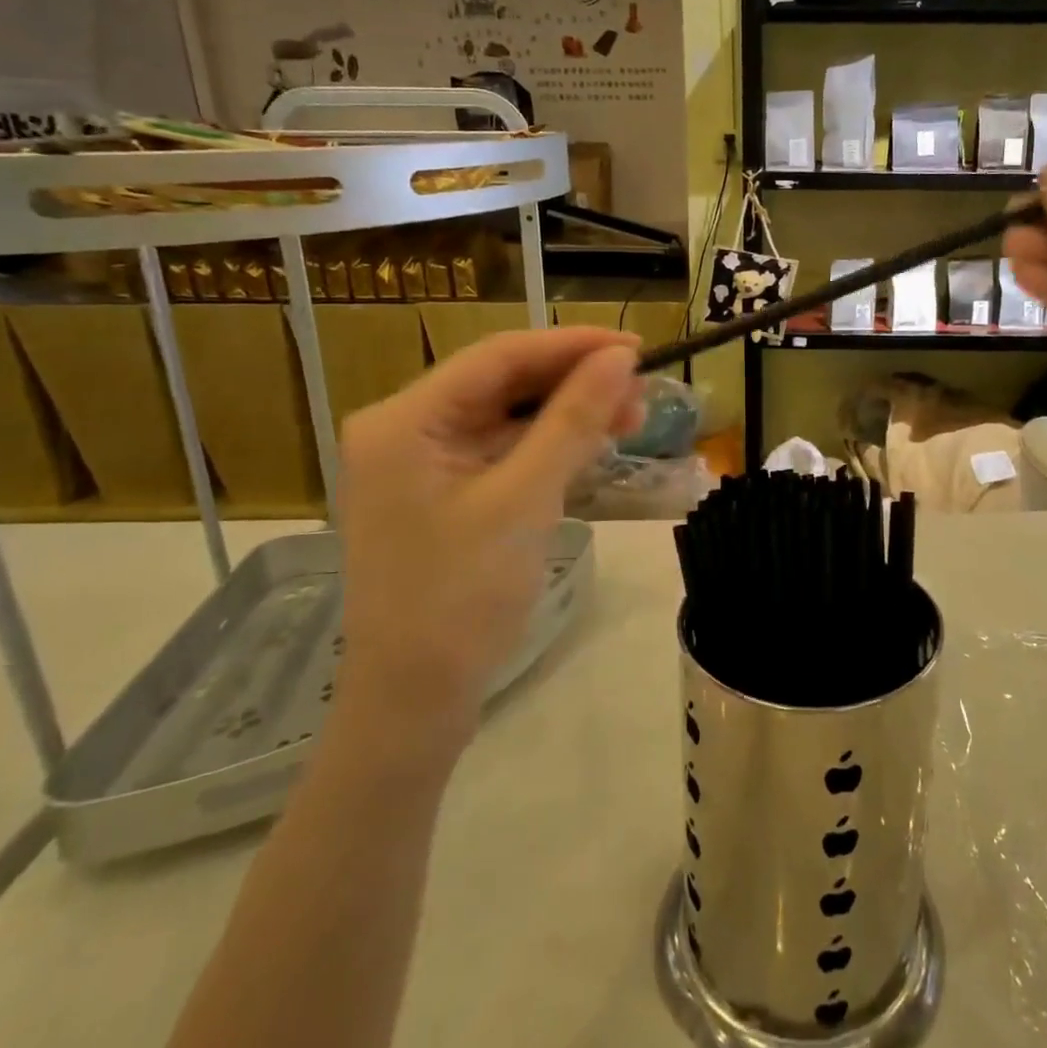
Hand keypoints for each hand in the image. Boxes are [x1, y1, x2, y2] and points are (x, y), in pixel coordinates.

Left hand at [333, 328, 642, 769]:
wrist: (416, 702)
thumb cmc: (462, 598)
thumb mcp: (525, 499)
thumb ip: (573, 420)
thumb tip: (621, 359)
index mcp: (404, 420)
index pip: (498, 356)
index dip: (571, 345)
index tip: (637, 347)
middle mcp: (405, 430)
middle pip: (503, 383)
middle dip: (574, 382)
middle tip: (642, 391)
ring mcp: (423, 464)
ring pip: (508, 416)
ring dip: (568, 414)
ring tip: (631, 418)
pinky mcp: (444, 493)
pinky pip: (504, 451)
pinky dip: (548, 446)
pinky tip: (593, 445)